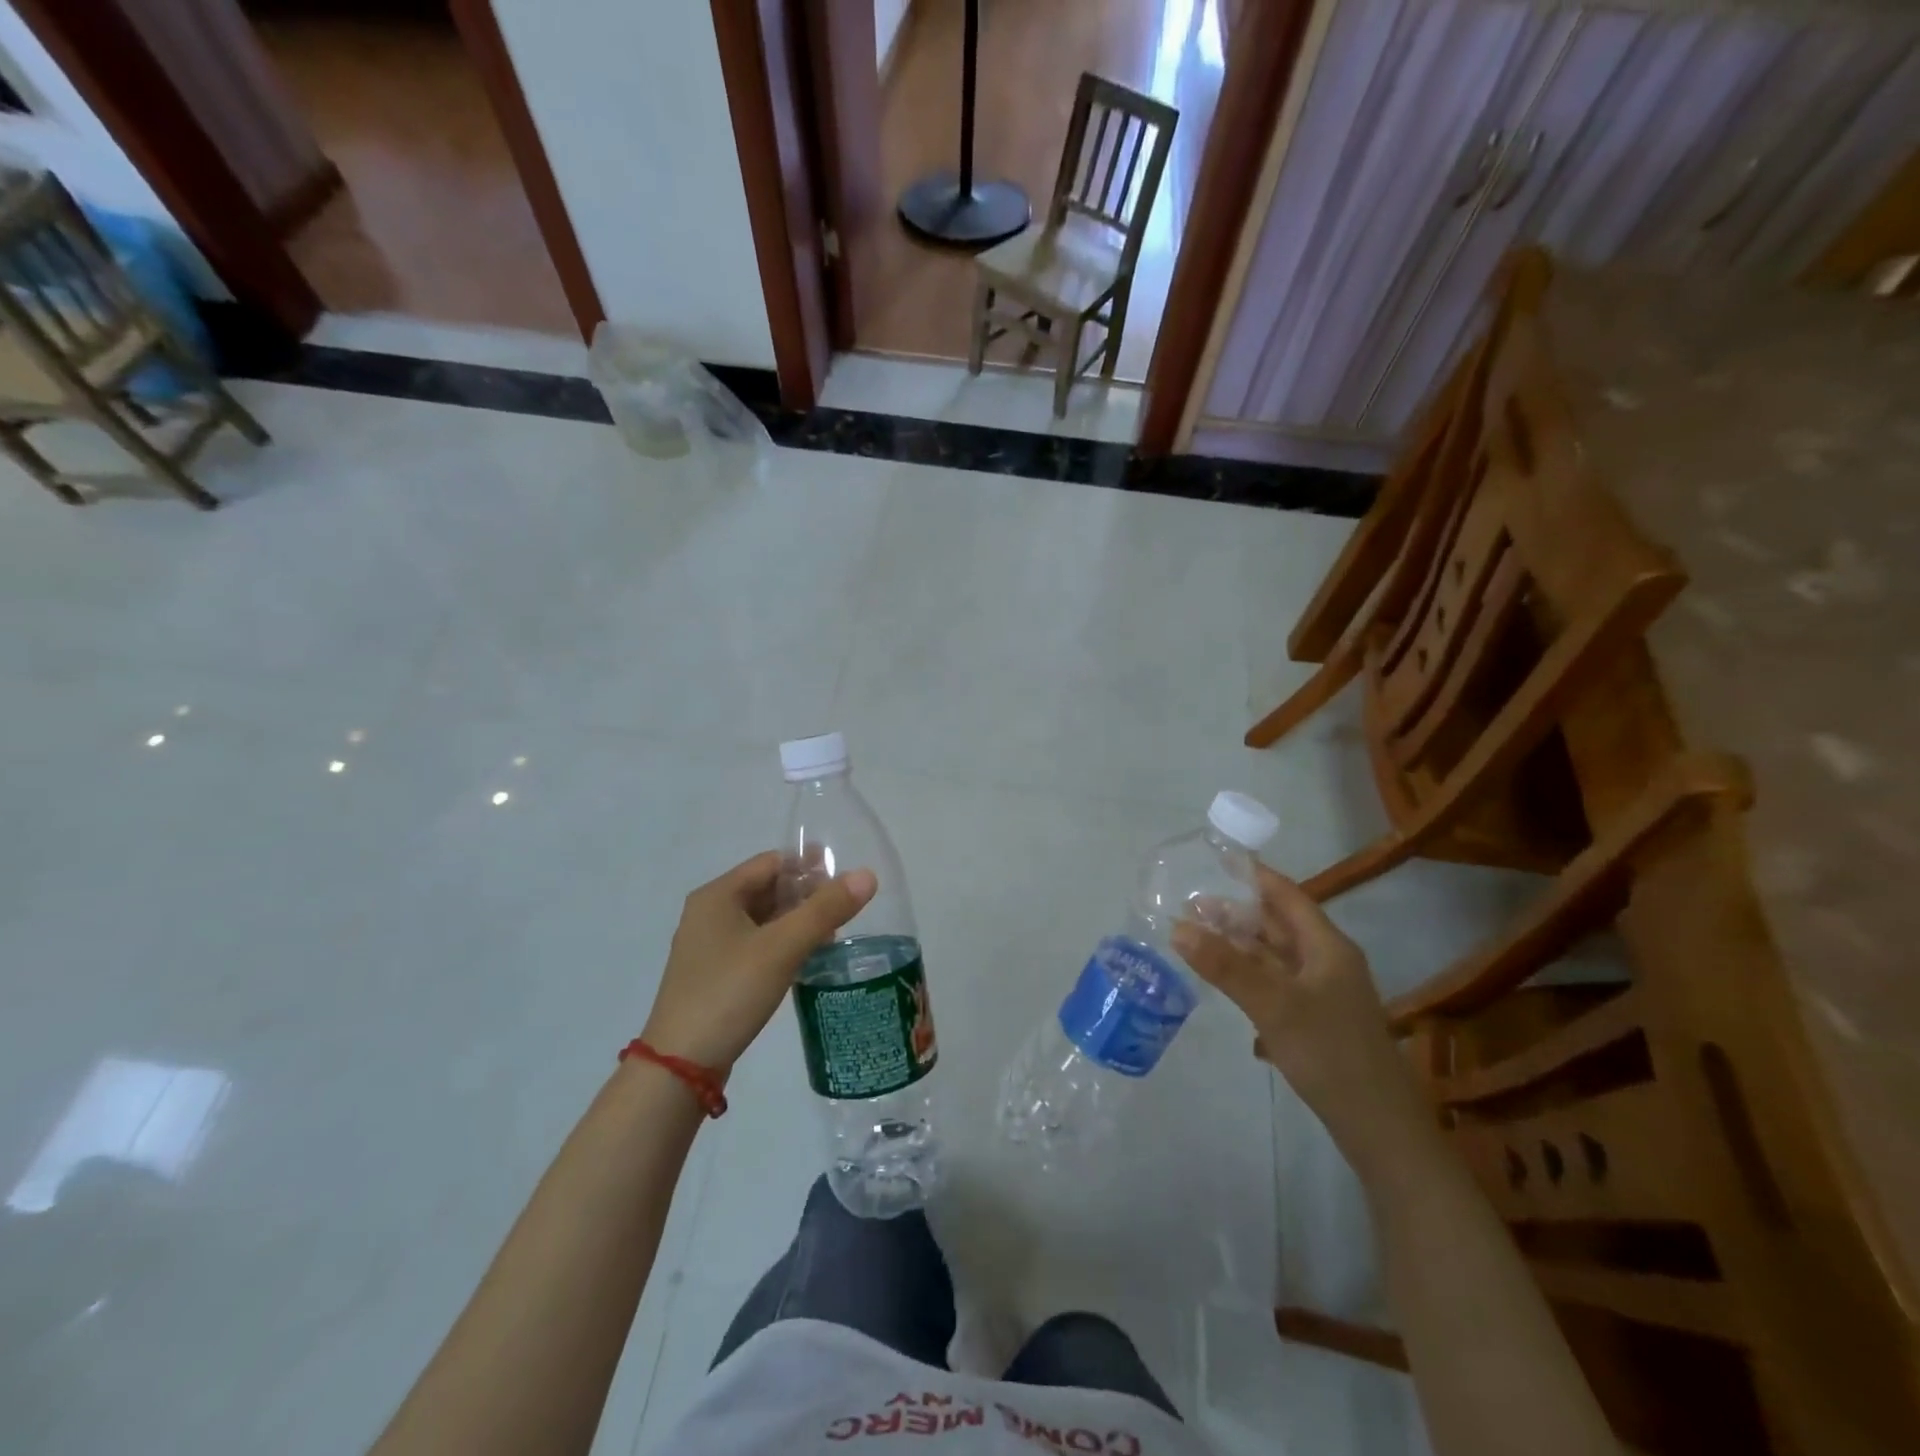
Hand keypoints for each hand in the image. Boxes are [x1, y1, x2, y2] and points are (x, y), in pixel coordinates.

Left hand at [641, 851, 876, 1072]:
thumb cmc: (729, 992)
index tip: (845, 875)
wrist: (680, 1066)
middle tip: (845, 905)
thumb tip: (867, 875)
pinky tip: (807, 958)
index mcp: (717, 895)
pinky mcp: (715, 975)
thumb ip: (825, 909)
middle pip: (766, 889)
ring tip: (834, 931)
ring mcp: (709, 947)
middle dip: (805, 893)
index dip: (808, 865)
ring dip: (796, 920)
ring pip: (762, 919)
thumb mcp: (782, 947)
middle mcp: (709, 913)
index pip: (770, 862)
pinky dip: (783, 944)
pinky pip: (756, 945)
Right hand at [1172, 866, 1429, 1171]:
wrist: (1379, 1128)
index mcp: (1327, 946)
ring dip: (1239, 945)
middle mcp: (1327, 961)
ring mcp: (1323, 993)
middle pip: (1278, 925)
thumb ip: (1225, 965)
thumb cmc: (1330, 1053)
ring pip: (1275, 956)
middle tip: (1190, 905)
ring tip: (1197, 938)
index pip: (1287, 895)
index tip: (1216, 860)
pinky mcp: (1315, 1021)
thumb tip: (1177, 927)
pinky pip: (1276, 984)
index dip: (1254, 876)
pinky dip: (1249, 976)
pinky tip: (1224, 982)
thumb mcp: (1273, 1005)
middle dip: (1237, 912)